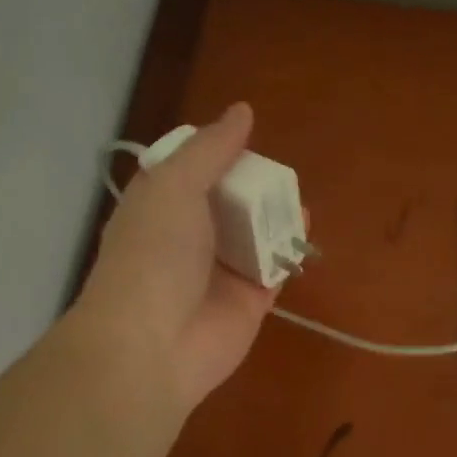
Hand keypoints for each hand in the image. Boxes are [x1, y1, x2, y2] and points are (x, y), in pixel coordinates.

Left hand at [78, 103, 277, 413]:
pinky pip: (274, 270)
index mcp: (159, 208)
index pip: (189, 173)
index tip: (242, 140)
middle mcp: (188, 239)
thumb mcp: (175, 185)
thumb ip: (211, 149)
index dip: (214, 155)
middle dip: (252, 187)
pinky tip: (304, 229)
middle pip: (227, 204)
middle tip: (276, 172)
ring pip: (254, 236)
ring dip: (274, 217)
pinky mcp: (249, 303)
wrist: (153, 344)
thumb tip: (243, 111)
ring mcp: (219, 274)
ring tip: (296, 198)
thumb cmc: (154, 254)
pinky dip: (289, 250)